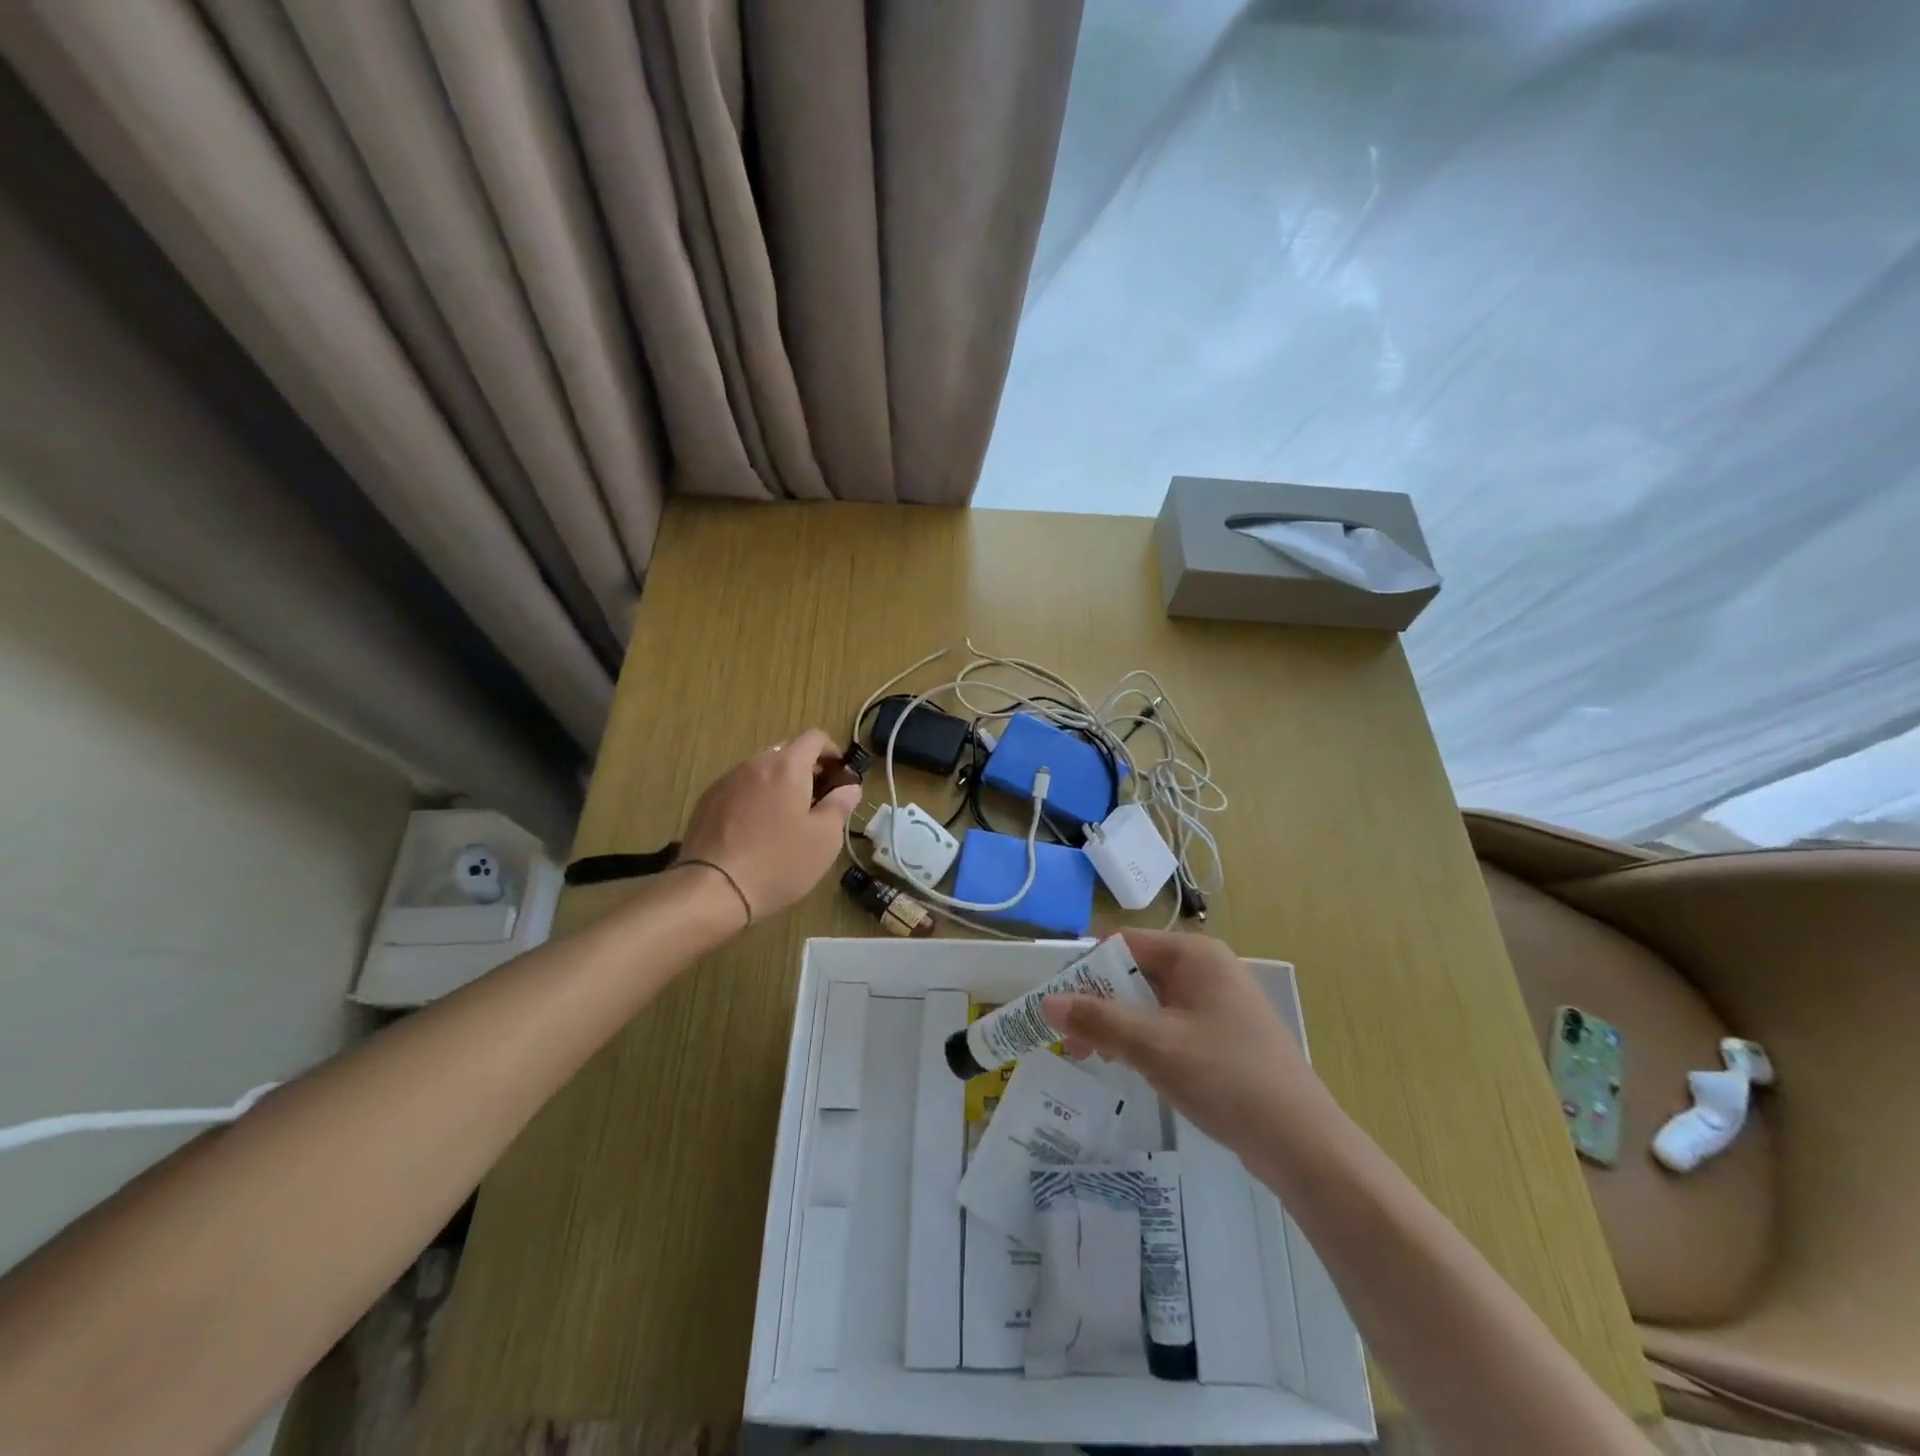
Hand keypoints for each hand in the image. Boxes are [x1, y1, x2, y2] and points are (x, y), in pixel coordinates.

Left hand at [678, 729, 860, 922]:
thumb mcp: (825, 838)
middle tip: (817, 804)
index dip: (832, 752)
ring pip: (761, 772)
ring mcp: (726, 781)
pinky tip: (755, 832)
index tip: (840, 777)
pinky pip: (739, 789)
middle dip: (806, 771)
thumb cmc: (779, 862)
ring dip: (778, 786)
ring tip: (784, 821)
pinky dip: (754, 800)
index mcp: (787, 766)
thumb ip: (841, 805)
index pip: (814, 738)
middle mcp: (754, 764)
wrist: (713, 889)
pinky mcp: (706, 802)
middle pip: (786, 753)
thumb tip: (849, 788)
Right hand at [1044, 928, 1316, 1155]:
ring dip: (1117, 1023)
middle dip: (1098, 1001)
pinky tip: (1129, 1066)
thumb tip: (1046, 1003)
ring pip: (1150, 1000)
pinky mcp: (1223, 1034)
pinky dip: (1143, 1038)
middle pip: (1135, 970)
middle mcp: (1206, 968)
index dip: (1084, 968)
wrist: (1302, 1143)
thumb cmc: (1226, 1078)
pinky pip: (1169, 1023)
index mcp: (1194, 954)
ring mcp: (1217, 1002)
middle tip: (1068, 1039)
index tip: (1055, 1002)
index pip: (1122, 943)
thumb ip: (1097, 1020)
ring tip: (1091, 1058)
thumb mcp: (1153, 1046)